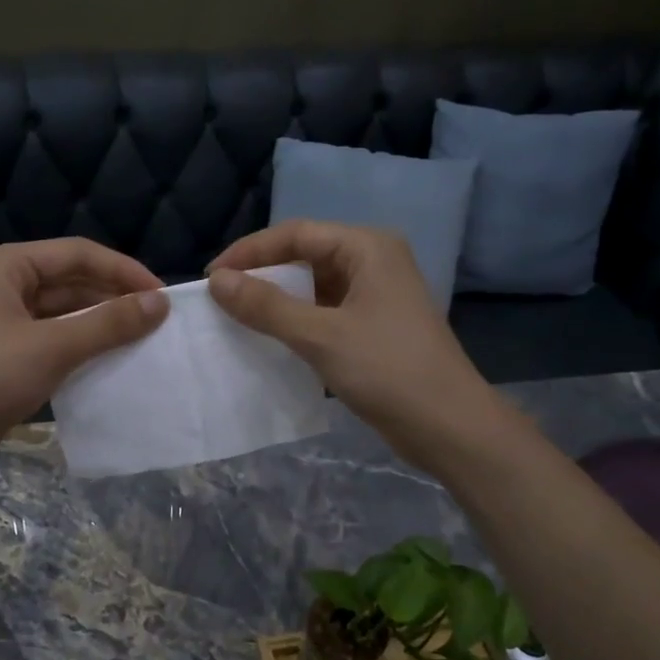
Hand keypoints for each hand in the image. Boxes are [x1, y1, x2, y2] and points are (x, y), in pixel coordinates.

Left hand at [0, 239, 167, 491]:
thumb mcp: (53, 348)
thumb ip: (109, 323)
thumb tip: (161, 303)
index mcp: (5, 266)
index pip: (77, 254)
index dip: (123, 271)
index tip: (163, 295)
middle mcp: (3, 285)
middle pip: (71, 280)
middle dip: (114, 297)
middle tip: (158, 320)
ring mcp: (3, 321)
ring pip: (65, 312)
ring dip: (101, 323)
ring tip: (143, 339)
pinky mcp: (6, 354)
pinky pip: (55, 339)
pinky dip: (83, 346)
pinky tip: (112, 360)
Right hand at [206, 221, 501, 469]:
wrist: (448, 426)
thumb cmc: (387, 370)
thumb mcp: (320, 336)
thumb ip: (266, 306)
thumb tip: (217, 281)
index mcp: (367, 247)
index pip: (296, 233)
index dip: (250, 252)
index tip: (211, 277)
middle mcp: (373, 261)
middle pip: (306, 255)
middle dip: (263, 273)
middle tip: (222, 297)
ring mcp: (376, 295)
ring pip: (314, 286)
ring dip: (278, 299)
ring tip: (238, 317)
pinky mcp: (375, 326)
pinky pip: (326, 311)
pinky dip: (297, 321)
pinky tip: (272, 339)